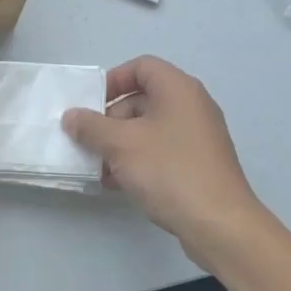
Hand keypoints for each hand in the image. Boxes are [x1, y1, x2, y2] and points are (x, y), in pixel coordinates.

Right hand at [62, 56, 268, 268]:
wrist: (218, 223)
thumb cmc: (168, 170)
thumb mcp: (120, 144)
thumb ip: (91, 126)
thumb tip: (71, 116)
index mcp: (178, 89)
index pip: (141, 66)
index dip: (113, 80)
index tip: (91, 104)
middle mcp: (192, 106)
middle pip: (143, 99)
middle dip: (110, 118)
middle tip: (89, 140)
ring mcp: (197, 136)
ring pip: (149, 129)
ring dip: (120, 143)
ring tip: (98, 167)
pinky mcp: (198, 163)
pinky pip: (160, 151)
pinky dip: (137, 160)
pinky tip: (116, 183)